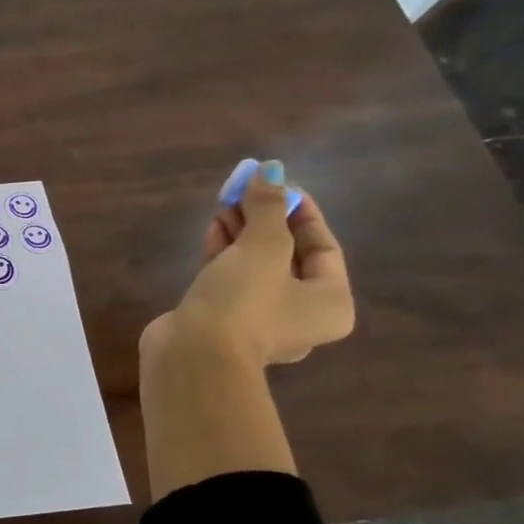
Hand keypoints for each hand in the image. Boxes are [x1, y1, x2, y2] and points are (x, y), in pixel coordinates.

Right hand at [142, 160, 353, 370]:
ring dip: (242, 234)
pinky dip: (224, 255)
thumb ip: (268, 207)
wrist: (193, 355)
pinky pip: (230, 280)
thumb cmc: (243, 301)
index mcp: (330, 302)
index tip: (276, 184)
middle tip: (244, 192)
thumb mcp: (262, 247)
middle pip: (288, 256)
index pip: (323, 246)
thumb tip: (269, 169)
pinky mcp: (222, 321)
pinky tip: (213, 230)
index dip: (300, 211)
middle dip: (266, 220)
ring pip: (255, 267)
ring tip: (224, 205)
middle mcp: (300, 314)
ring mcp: (258, 320)